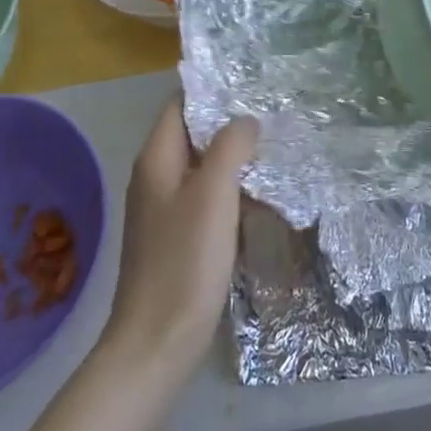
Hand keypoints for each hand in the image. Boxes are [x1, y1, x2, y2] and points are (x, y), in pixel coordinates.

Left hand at [100, 98, 258, 385]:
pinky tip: (259, 197)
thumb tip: (246, 120)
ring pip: (203, 167)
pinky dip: (231, 190)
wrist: (156, 346)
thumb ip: (230, 146)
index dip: (213, 90)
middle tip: (274, 117)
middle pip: (194, 134)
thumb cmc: (184, 263)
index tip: (253, 84)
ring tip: (275, 151)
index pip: (181, 104)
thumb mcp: (213, 194)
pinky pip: (206, 198)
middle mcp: (155, 177)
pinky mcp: (176, 238)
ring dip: (234, 158)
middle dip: (230, 124)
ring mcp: (164, 210)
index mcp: (156, 159)